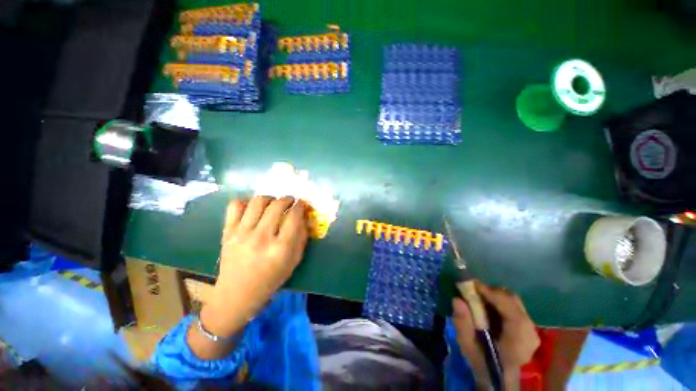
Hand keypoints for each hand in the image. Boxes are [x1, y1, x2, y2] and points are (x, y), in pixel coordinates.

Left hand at [201, 196, 308, 338]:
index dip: (301, 206)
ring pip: (258, 202)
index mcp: (281, 248)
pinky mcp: (227, 232)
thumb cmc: (271, 279)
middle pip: (277, 205)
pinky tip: (253, 208)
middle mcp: (261, 237)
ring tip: (273, 203)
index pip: (294, 216)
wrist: (236, 294)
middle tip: (291, 201)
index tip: (302, 204)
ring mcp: (242, 234)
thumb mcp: (294, 261)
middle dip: (288, 199)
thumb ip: (301, 237)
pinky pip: (235, 206)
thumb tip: (303, 216)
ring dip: (270, 198)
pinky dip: (246, 202)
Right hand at [452, 281, 539, 389]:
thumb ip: (463, 324)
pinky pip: (512, 304)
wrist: (499, 376)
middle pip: (512, 300)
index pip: (511, 310)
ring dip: (493, 294)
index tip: (471, 285)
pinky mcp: (527, 324)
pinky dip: (497, 299)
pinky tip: (486, 304)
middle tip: (471, 289)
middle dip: (490, 291)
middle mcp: (530, 331)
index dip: (492, 293)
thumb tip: (457, 300)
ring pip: (512, 299)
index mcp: (519, 340)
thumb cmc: (483, 362)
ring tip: (476, 295)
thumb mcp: (468, 346)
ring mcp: (531, 327)